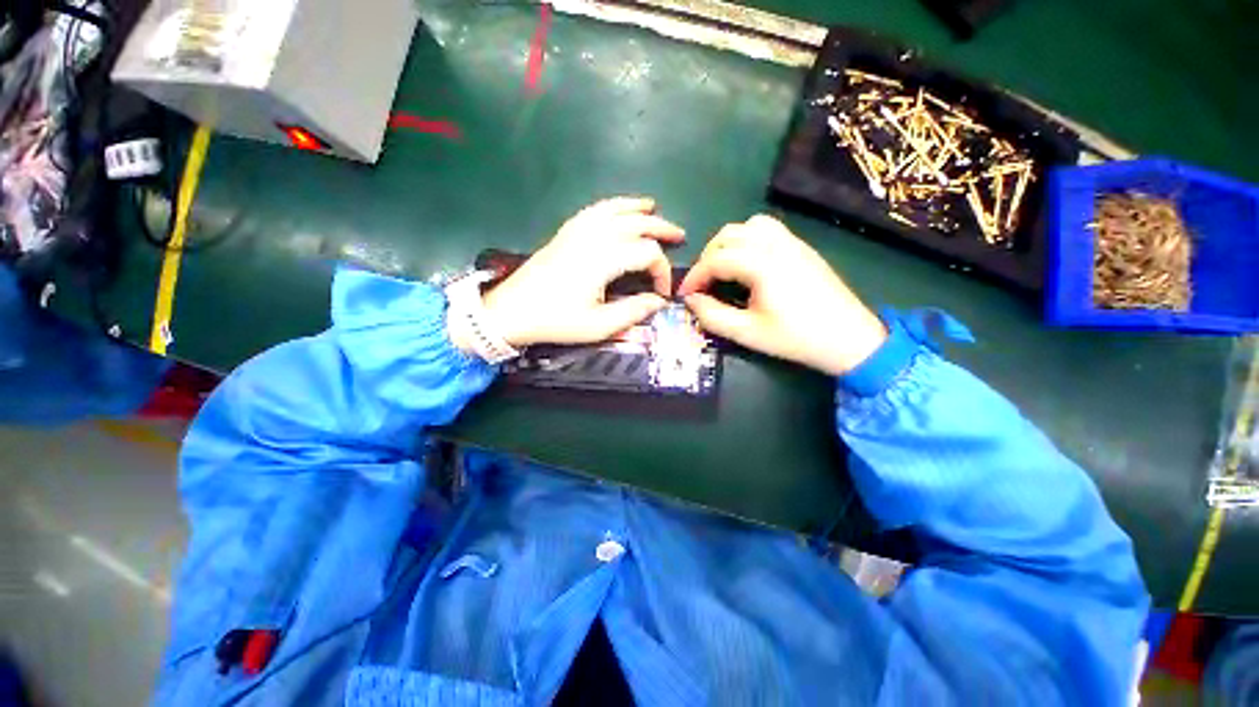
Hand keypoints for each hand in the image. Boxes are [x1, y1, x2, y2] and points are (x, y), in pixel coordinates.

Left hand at [479, 197, 684, 347]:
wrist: (512, 311)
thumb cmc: (556, 321)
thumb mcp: (598, 326)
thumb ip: (632, 311)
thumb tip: (658, 301)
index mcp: (603, 260)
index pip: (646, 253)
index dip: (662, 270)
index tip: (661, 293)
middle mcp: (592, 237)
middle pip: (636, 223)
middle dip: (660, 229)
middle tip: (679, 236)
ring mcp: (576, 230)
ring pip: (615, 209)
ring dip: (638, 209)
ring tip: (654, 208)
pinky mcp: (566, 232)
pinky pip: (595, 210)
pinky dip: (613, 205)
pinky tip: (620, 208)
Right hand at [678, 214, 886, 375]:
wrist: (849, 339)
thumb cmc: (796, 338)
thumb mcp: (747, 333)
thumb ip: (712, 316)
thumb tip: (691, 301)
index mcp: (762, 264)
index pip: (715, 259)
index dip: (695, 276)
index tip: (684, 295)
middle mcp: (776, 244)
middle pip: (729, 235)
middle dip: (708, 257)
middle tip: (702, 283)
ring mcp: (792, 242)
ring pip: (748, 226)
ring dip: (728, 243)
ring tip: (723, 269)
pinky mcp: (802, 247)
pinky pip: (767, 230)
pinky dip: (748, 240)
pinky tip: (748, 265)